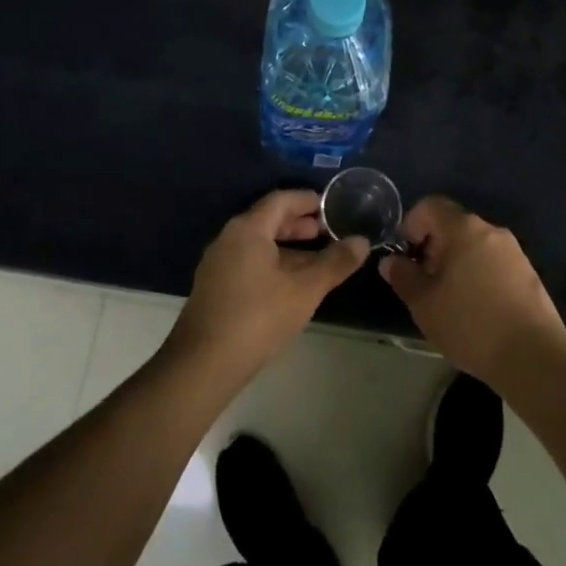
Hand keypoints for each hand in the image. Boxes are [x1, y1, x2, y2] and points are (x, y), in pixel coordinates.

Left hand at [163, 191, 368, 387]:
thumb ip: (335, 263)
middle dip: (299, 224)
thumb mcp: (304, 290)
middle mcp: (229, 238)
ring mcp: (218, 263)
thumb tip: (362, 241)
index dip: (308, 200)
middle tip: (327, 231)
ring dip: (287, 246)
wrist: (203, 365)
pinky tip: (290, 284)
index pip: (281, 200)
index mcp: (248, 229)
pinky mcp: (215, 287)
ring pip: (259, 243)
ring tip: (315, 259)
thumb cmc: (257, 318)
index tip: (332, 207)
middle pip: (268, 220)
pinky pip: (249, 261)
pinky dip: (273, 262)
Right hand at [379, 197, 565, 390]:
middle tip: (425, 283)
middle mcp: (490, 230)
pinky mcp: (529, 274)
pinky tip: (478, 310)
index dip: (411, 224)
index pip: (430, 206)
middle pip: (453, 225)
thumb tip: (392, 262)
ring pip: (475, 245)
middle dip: (434, 248)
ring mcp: (514, 251)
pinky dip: (479, 275)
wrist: (534, 357)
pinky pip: (494, 263)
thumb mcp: (424, 304)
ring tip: (450, 300)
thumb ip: (403, 277)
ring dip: (457, 263)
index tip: (406, 256)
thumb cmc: (470, 324)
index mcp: (463, 228)